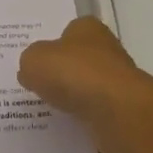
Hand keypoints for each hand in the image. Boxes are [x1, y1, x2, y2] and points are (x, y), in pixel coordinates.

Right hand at [19, 17, 152, 152]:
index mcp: (87, 28)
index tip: (37, 63)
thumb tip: (32, 71)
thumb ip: (29, 61)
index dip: (51, 46)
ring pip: (87, 87)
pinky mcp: (122, 108)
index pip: (67, 32)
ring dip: (73, 97)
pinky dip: (84, 117)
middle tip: (37, 86)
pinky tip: (68, 124)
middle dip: (62, 72)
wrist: (116, 111)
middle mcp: (106, 48)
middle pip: (78, 59)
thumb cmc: (74, 73)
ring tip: (49, 109)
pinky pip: (95, 111)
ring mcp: (117, 79)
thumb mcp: (34, 60)